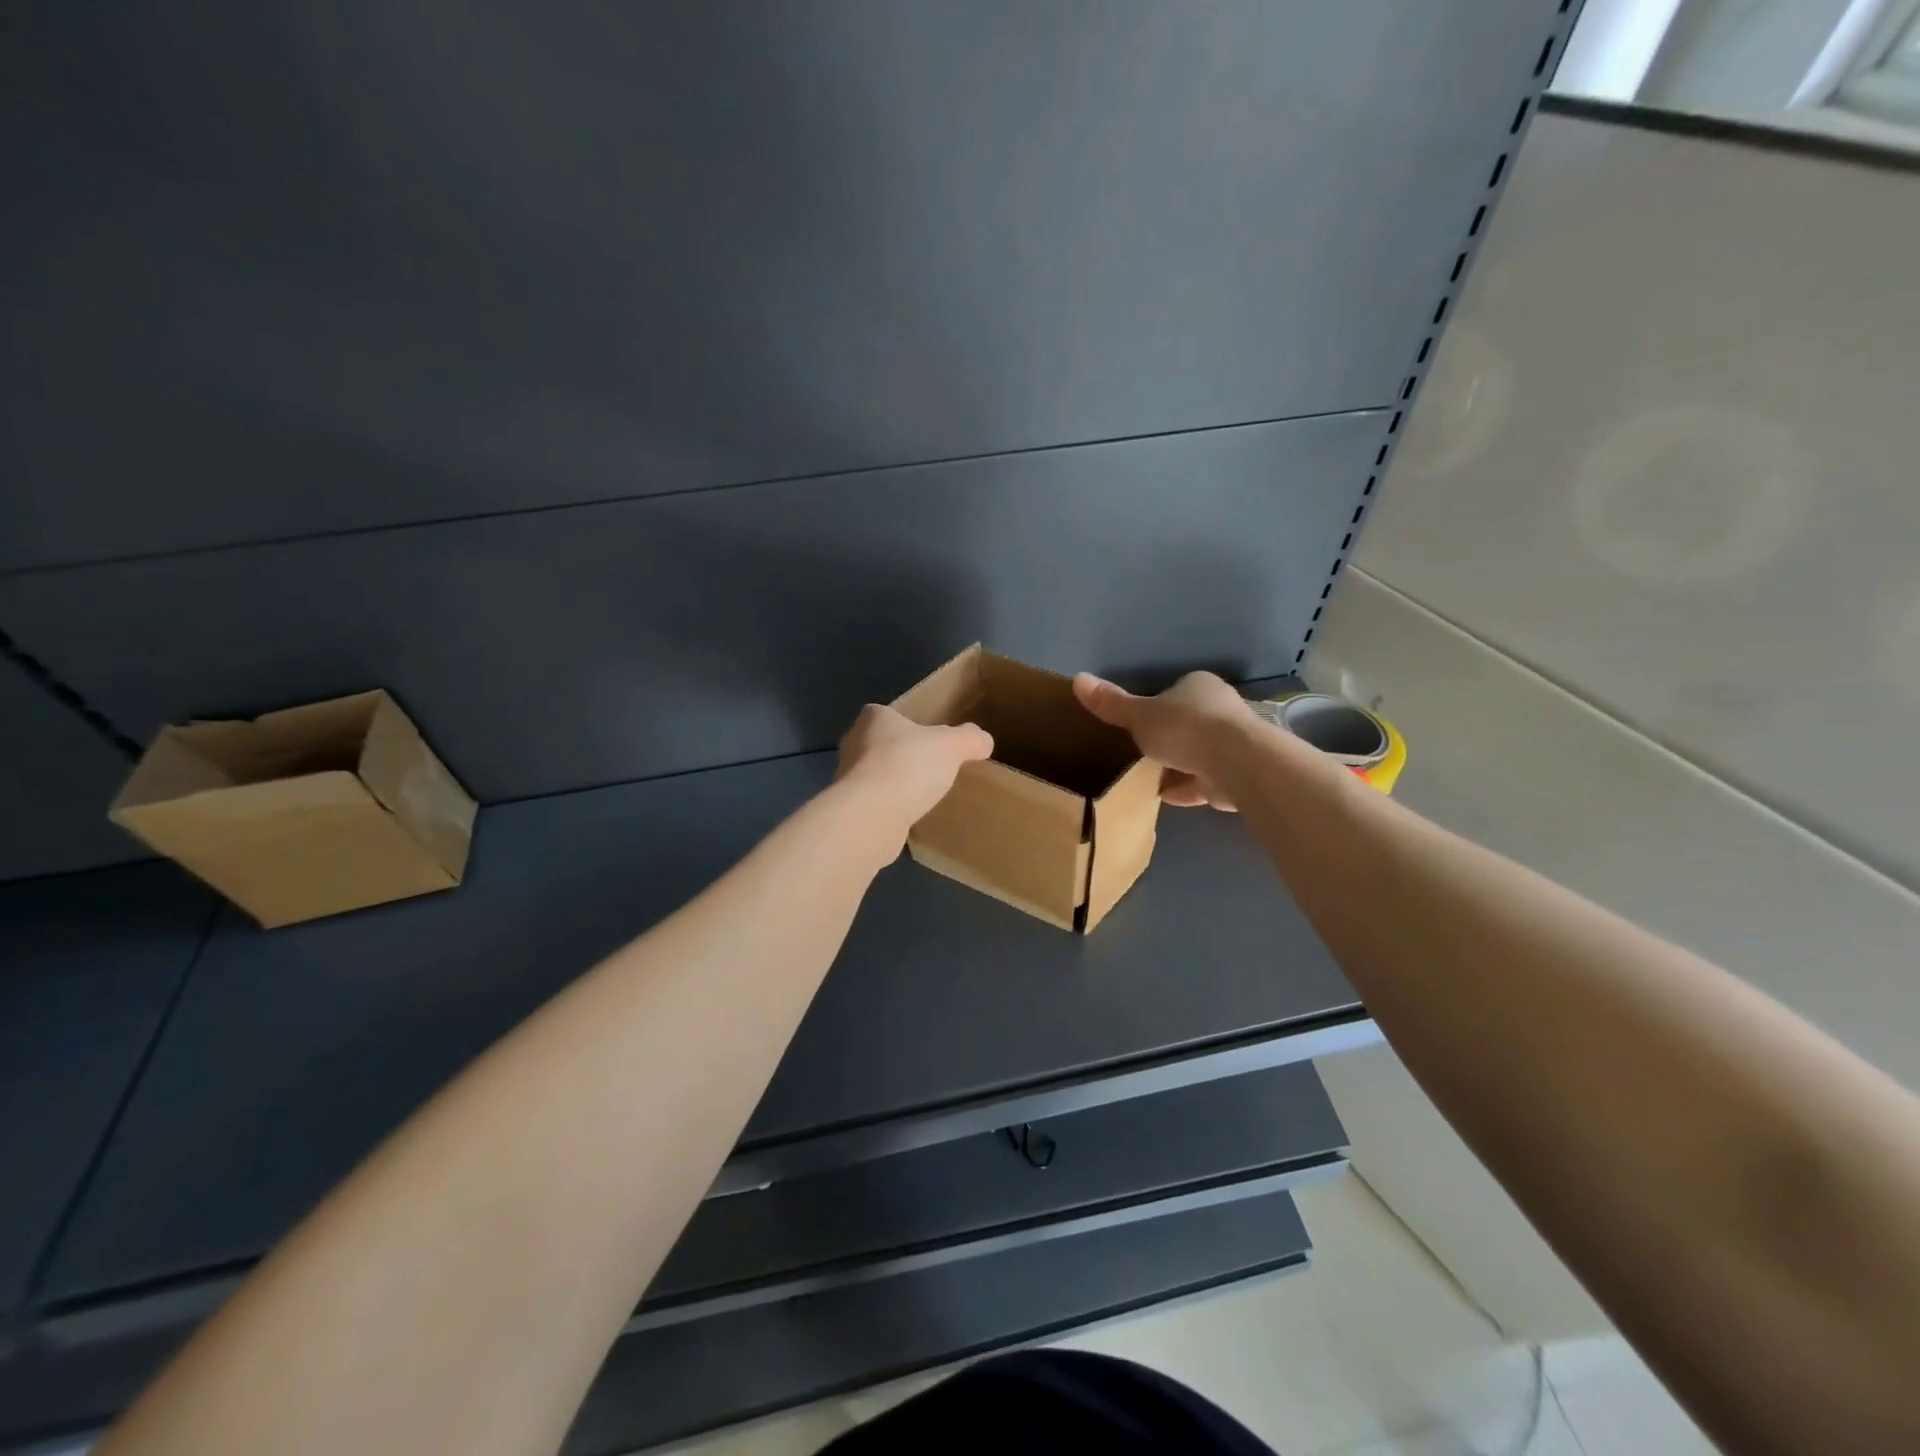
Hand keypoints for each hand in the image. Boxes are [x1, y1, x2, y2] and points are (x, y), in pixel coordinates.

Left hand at [836, 703, 993, 826]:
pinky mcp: (850, 810)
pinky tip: (908, 818)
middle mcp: (853, 744)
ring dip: (894, 785)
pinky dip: (889, 809)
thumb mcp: (952, 745)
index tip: (928, 741)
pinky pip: (874, 804)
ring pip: (876, 776)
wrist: (872, 816)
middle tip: (930, 769)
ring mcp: (847, 779)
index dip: (908, 726)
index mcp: (873, 718)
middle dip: (902, 756)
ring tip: (922, 796)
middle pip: (881, 745)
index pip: (889, 715)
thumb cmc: (908, 765)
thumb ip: (969, 739)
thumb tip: (984, 740)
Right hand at [1072, 671, 1254, 809]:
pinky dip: (1187, 788)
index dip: (1157, 708)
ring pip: (1198, 754)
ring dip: (1178, 767)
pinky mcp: (1238, 774)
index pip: (1176, 693)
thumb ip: (1112, 704)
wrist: (1236, 762)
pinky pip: (1205, 780)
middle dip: (1169, 739)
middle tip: (1142, 754)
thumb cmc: (1185, 728)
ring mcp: (1233, 743)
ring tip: (1149, 780)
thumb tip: (1077, 678)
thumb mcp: (1139, 716)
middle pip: (1189, 724)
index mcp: (1199, 687)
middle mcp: (1221, 710)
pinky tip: (1166, 797)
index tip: (1139, 726)